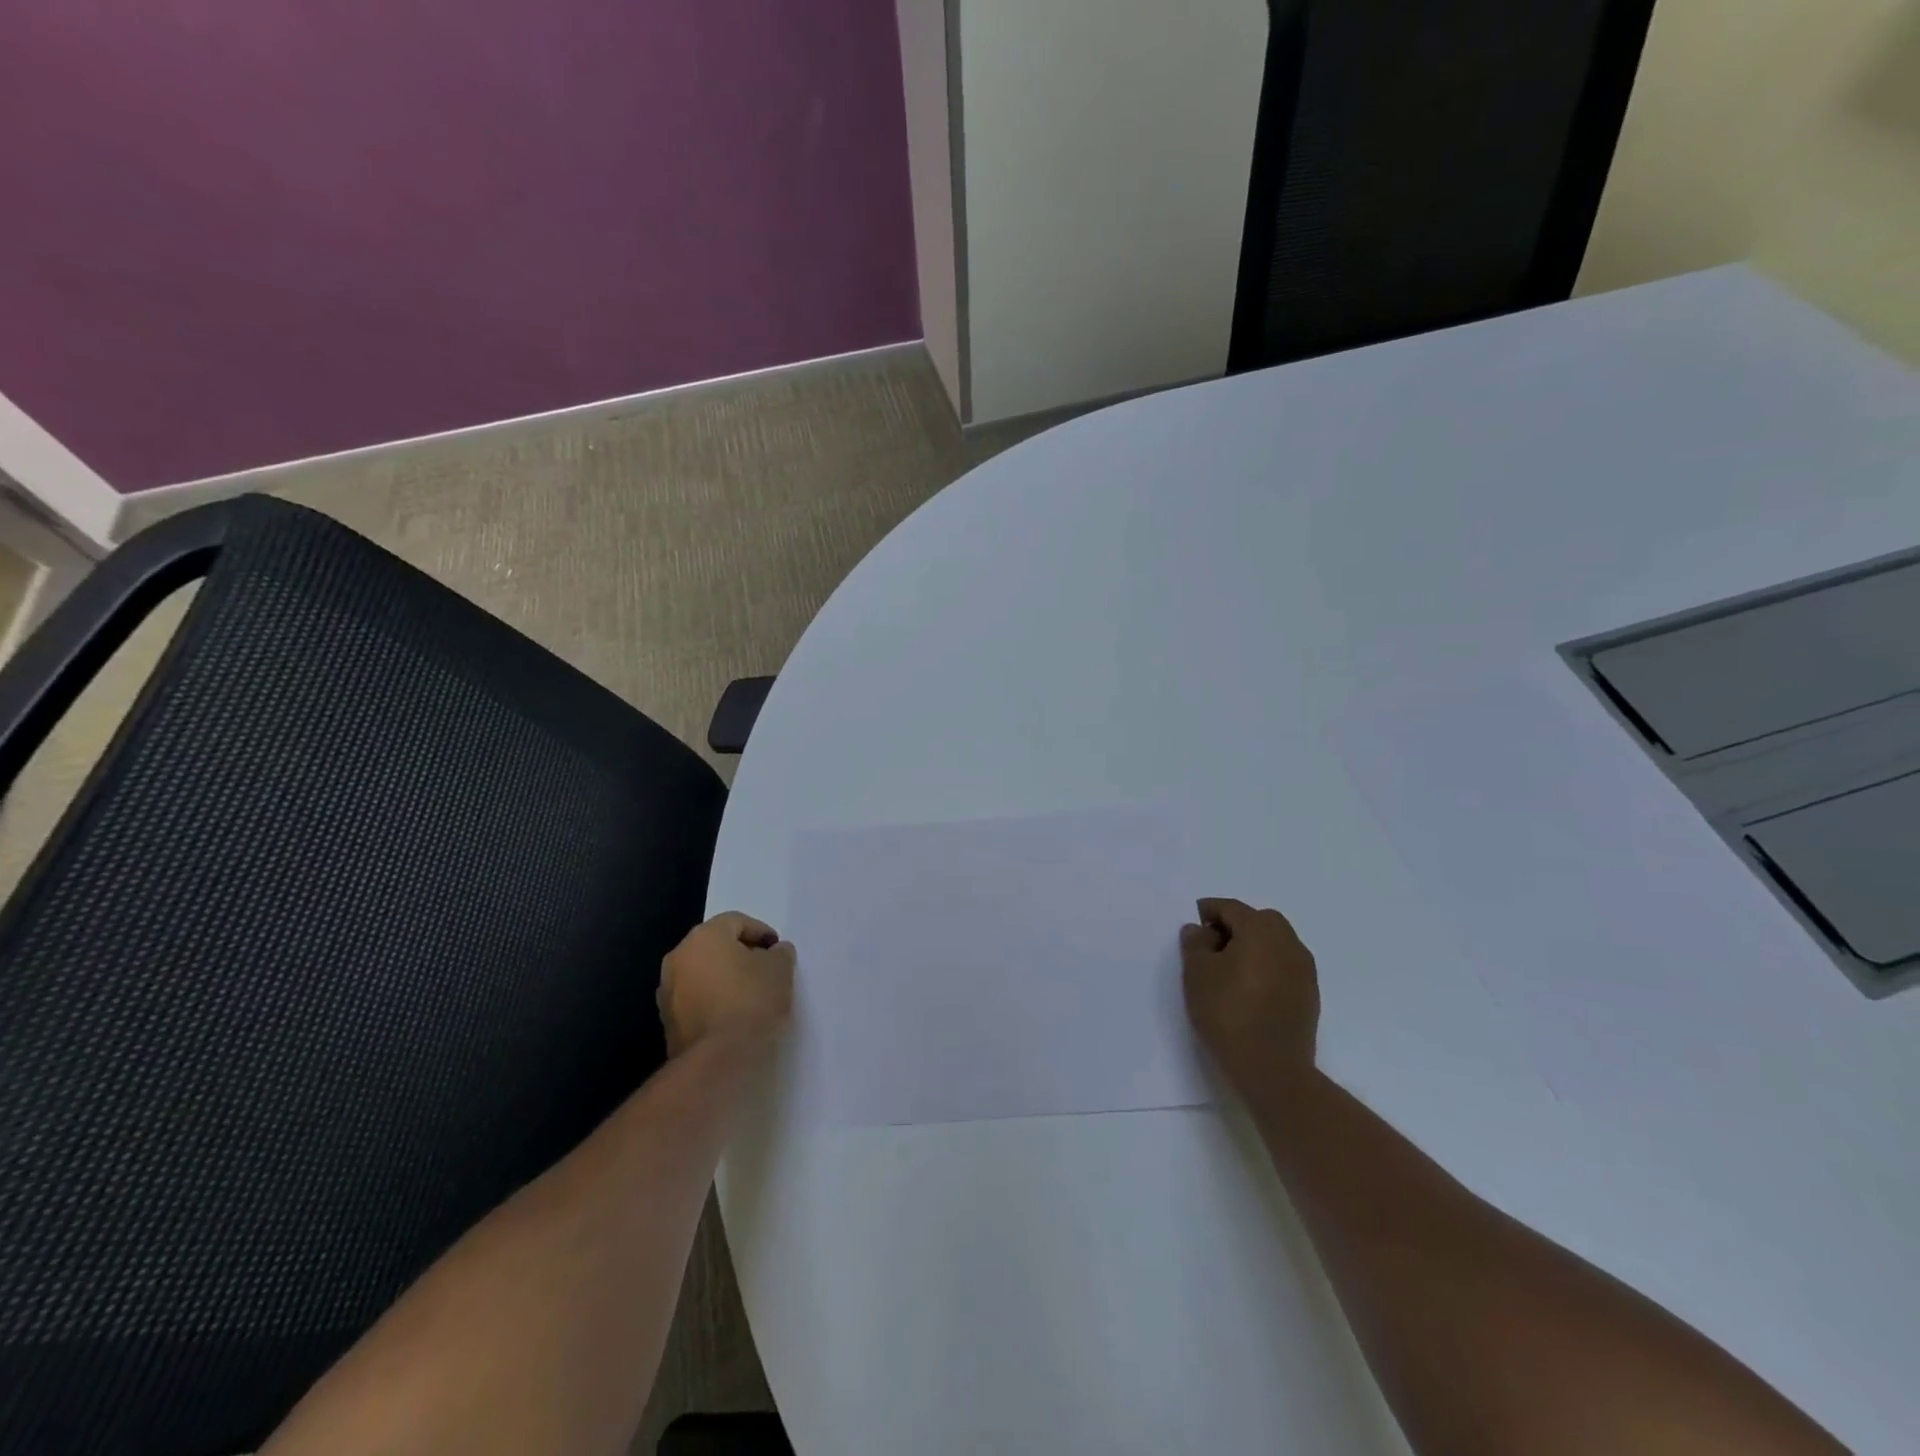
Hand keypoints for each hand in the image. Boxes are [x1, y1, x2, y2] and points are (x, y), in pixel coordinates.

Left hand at [658, 912, 794, 1057]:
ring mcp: (668, 989)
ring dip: (724, 978)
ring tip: (751, 995)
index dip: (761, 933)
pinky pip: (695, 998)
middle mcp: (679, 956)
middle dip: (741, 954)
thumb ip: (779, 953)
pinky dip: (713, 1000)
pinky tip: (733, 1015)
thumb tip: (774, 952)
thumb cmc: (751, 1002)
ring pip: (703, 972)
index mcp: (704, 936)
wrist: (718, 1060)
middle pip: (715, 946)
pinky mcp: (667, 1020)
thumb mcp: (780, 970)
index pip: (736, 922)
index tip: (777, 951)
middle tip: (765, 969)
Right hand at [1181, 897, 1319, 1094]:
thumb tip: (1201, 930)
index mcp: (1261, 929)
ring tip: (1228, 970)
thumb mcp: (1197, 974)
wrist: (1272, 1069)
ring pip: (1274, 943)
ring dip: (1252, 947)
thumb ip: (1195, 944)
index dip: (1209, 911)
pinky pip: (1283, 966)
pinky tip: (1248, 989)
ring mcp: (1304, 970)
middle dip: (1234, 926)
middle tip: (1210, 946)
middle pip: (1259, 920)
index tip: (1194, 924)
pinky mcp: (1309, 995)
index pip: (1231, 908)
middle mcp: (1288, 942)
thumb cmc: (1228, 1012)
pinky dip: (1266, 967)